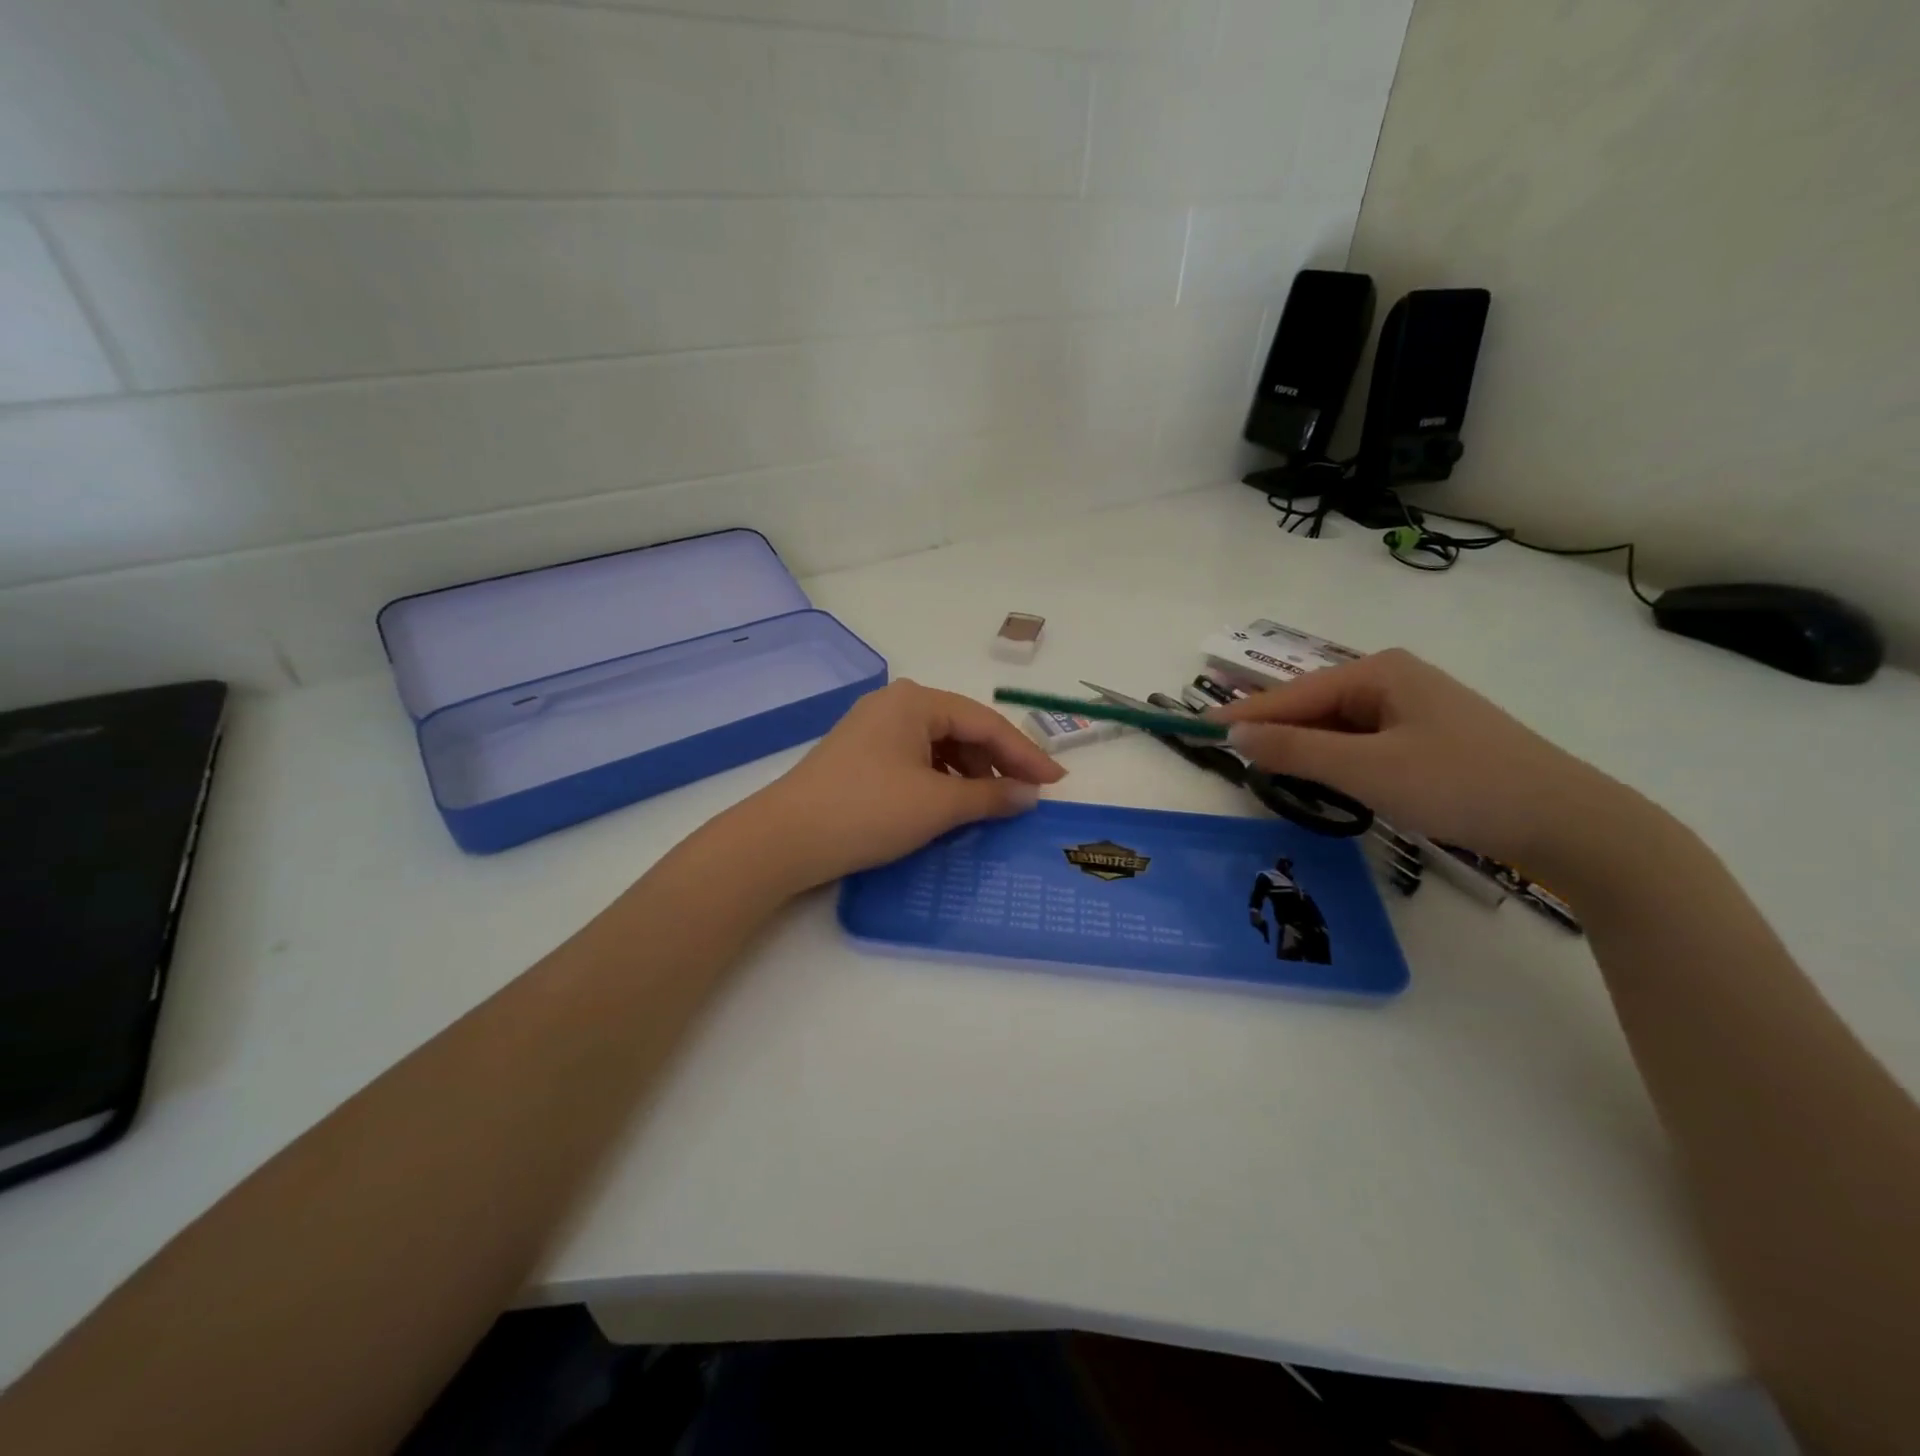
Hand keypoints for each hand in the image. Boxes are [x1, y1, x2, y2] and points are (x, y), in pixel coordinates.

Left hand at [741, 680, 1065, 890]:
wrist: (785, 839)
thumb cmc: (867, 811)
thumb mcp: (937, 805)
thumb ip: (990, 796)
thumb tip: (1030, 795)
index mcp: (916, 701)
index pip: (986, 723)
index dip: (1026, 754)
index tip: (1057, 782)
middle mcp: (895, 704)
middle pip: (963, 729)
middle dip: (997, 763)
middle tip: (1027, 796)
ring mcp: (873, 729)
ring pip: (939, 746)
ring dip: (970, 774)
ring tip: (992, 805)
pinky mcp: (860, 755)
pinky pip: (916, 760)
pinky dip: (941, 780)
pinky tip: (951, 805)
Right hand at [1211, 649, 1628, 868]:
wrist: (1569, 821)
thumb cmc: (1461, 785)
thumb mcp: (1367, 770)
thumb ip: (1296, 751)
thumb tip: (1236, 735)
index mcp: (1378, 671)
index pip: (1292, 694)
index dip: (1245, 716)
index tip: (1199, 732)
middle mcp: (1393, 679)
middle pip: (1313, 706)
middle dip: (1274, 733)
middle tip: (1228, 759)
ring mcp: (1413, 708)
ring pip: (1337, 727)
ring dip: (1305, 750)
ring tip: (1267, 773)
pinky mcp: (1428, 738)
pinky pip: (1362, 743)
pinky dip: (1336, 760)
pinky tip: (1325, 780)